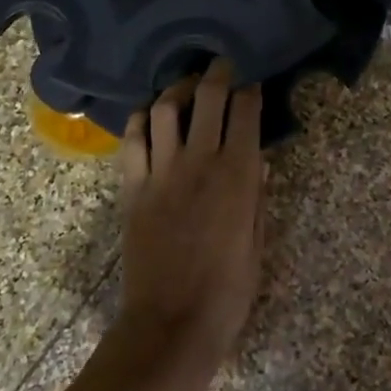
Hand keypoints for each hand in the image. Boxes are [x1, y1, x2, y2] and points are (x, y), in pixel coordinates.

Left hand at [113, 59, 267, 387]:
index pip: (245, 113)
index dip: (250, 91)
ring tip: (185, 86)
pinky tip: (148, 115)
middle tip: (221, 65)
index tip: (252, 83)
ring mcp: (161, 172)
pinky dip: (140, 120)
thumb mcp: (256, 245)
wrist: (171, 325)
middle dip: (216, 74)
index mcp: (238, 176)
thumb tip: (258, 161)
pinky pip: (132, 140)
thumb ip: (256, 198)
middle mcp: (199, 162)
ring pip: (164, 109)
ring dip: (177, 89)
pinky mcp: (134, 187)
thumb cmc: (227, 292)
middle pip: (206, 98)